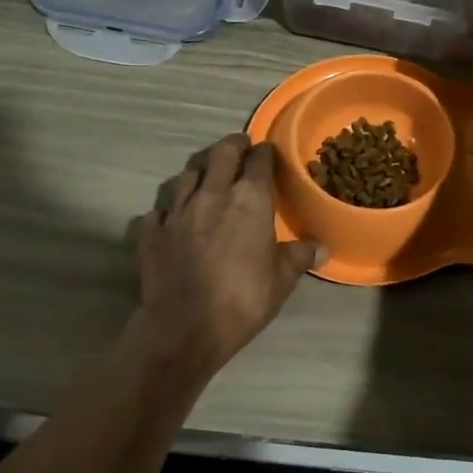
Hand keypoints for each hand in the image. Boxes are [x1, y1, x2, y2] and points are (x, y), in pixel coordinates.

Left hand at [132, 135, 320, 380]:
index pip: (259, 161)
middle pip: (220, 154)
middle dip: (232, 146)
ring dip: (198, 172)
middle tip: (240, 148)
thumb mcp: (281, 280)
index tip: (268, 153)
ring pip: (186, 175)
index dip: (265, 153)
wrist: (184, 327)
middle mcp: (211, 194)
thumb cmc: (242, 299)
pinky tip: (171, 217)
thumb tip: (321, 248)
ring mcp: (176, 210)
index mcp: (248, 199)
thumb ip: (298, 256)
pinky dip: (167, 210)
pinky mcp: (150, 231)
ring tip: (205, 177)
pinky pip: (158, 210)